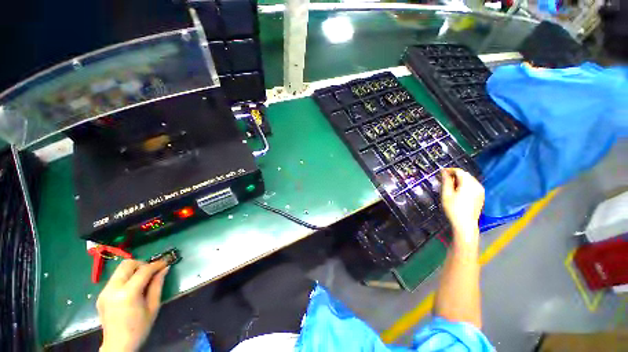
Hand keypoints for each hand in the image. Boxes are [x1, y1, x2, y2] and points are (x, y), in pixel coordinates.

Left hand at [97, 259, 169, 351]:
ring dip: (133, 270)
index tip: (166, 262)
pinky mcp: (101, 295)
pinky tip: (132, 289)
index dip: (156, 264)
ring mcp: (104, 292)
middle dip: (142, 264)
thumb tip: (165, 269)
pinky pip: (115, 279)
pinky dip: (126, 278)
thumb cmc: (139, 328)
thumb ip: (157, 285)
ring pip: (120, 270)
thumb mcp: (153, 306)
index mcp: (127, 294)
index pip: (143, 270)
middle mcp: (113, 289)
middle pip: (127, 264)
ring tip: (143, 280)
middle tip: (152, 271)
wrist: (118, 346)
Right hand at [440, 168, 484, 243]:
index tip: (441, 172)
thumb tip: (443, 171)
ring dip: (460, 179)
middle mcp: (477, 185)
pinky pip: (473, 185)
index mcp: (468, 184)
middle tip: (444, 178)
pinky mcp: (481, 196)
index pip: (459, 171)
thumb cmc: (453, 209)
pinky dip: (465, 185)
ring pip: (469, 180)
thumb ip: (446, 181)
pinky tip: (458, 191)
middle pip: (465, 175)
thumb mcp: (446, 194)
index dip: (449, 170)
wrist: (465, 224)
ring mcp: (480, 191)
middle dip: (455, 175)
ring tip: (450, 185)